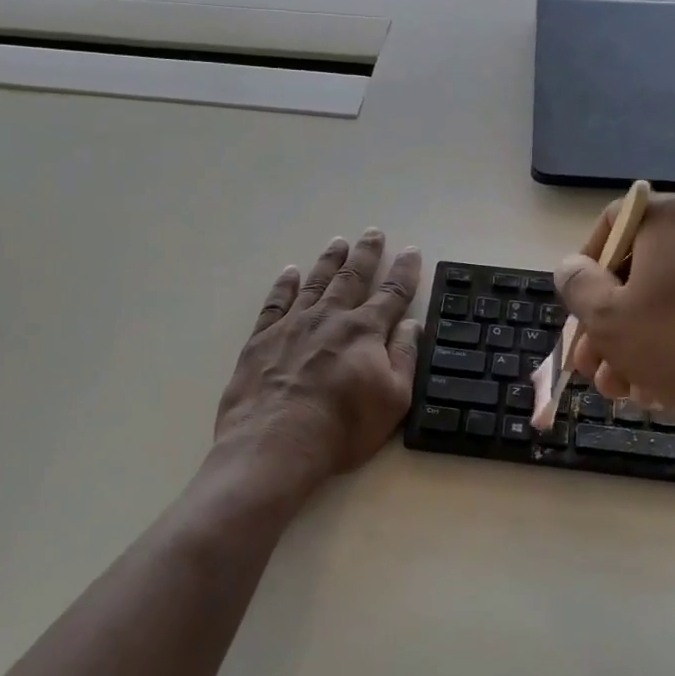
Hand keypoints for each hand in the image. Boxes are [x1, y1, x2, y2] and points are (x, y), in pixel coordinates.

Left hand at [214, 229, 421, 486]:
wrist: (275, 443)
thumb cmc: (342, 427)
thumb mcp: (393, 399)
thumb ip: (404, 357)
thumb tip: (412, 324)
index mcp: (365, 331)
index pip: (392, 294)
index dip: (404, 272)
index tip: (411, 251)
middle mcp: (329, 318)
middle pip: (352, 278)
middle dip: (366, 254)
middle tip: (373, 232)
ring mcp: (292, 325)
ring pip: (315, 283)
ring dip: (329, 261)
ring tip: (338, 242)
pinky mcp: (261, 339)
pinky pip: (275, 302)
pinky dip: (284, 285)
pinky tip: (289, 272)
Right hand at [554, 193, 674, 467]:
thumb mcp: (607, 318)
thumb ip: (577, 287)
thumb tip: (573, 267)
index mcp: (671, 217)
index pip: (612, 224)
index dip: (585, 267)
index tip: (578, 311)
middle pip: (639, 271)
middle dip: (607, 324)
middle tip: (591, 367)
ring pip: (669, 301)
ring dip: (635, 345)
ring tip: (622, 392)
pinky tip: (659, 392)